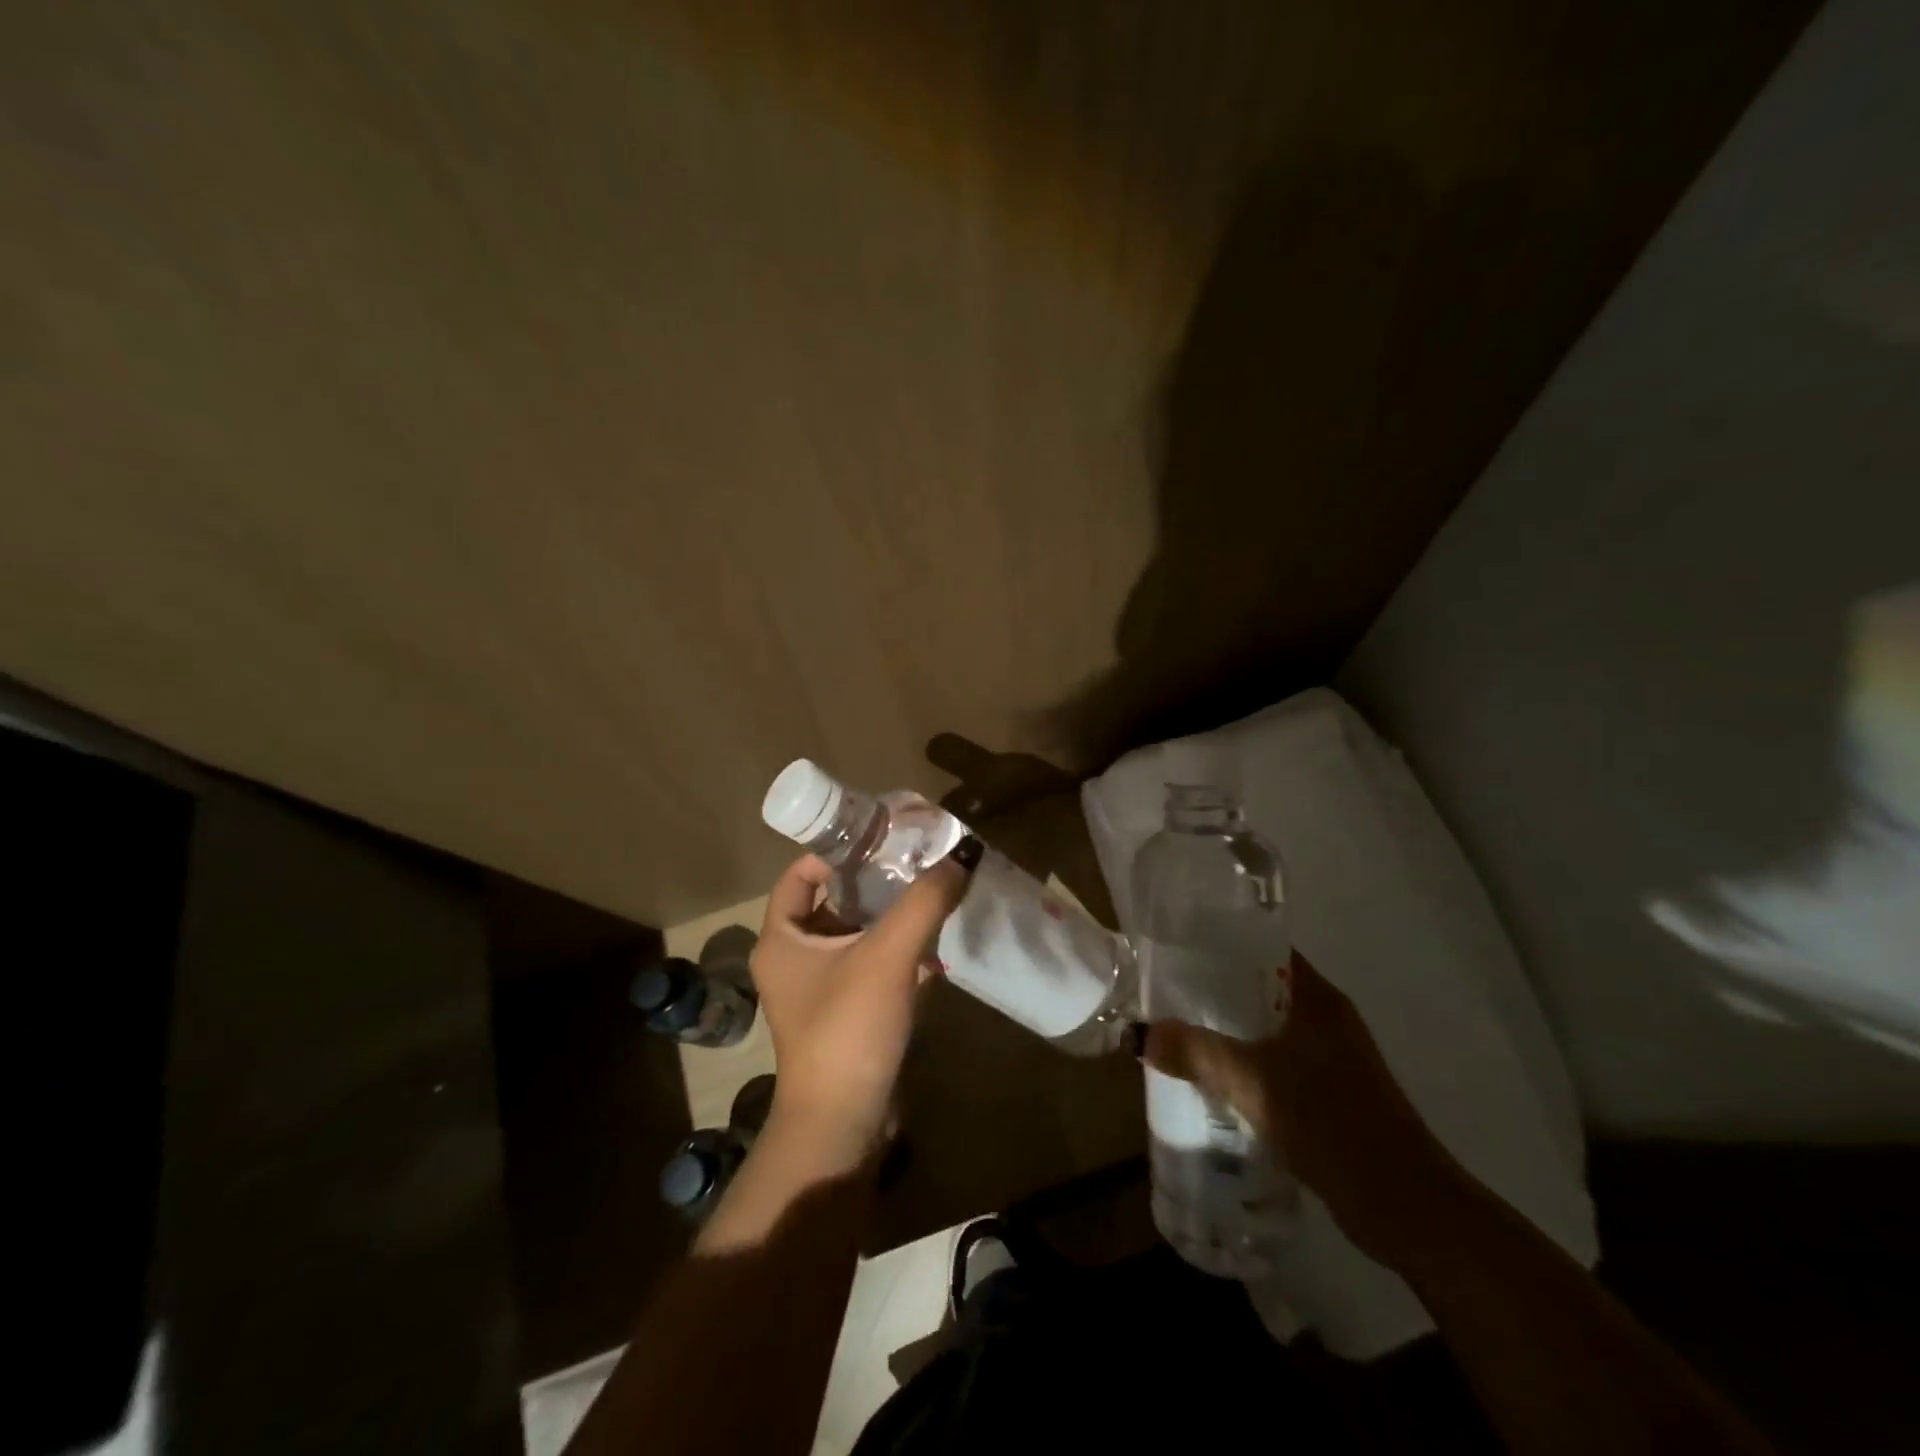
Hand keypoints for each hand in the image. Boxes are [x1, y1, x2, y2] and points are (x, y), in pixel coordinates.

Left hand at [750, 843, 977, 1162]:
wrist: (843, 1124)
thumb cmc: (848, 1028)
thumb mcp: (888, 955)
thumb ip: (924, 902)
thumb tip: (961, 856)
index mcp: (781, 938)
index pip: (801, 873)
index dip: (837, 852)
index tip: (882, 839)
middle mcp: (792, 959)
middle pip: (833, 901)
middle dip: (874, 883)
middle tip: (917, 863)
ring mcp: (818, 989)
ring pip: (854, 935)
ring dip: (890, 919)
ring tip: (931, 896)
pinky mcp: (844, 1013)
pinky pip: (869, 967)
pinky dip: (896, 954)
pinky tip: (934, 950)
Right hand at [1144, 952, 1466, 1266]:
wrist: (1407, 1208)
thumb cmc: (1333, 1123)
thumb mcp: (1253, 1083)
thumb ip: (1196, 1054)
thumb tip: (1139, 1035)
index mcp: (1317, 998)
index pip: (1263, 948)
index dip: (1221, 942)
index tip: (1177, 947)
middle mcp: (1326, 1018)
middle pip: (1260, 987)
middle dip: (1214, 989)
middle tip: (1165, 990)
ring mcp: (1332, 1057)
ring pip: (1267, 1028)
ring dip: (1228, 1028)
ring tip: (1179, 1029)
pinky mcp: (1330, 1093)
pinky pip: (1275, 1061)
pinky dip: (1245, 1062)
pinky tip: (1213, 1077)